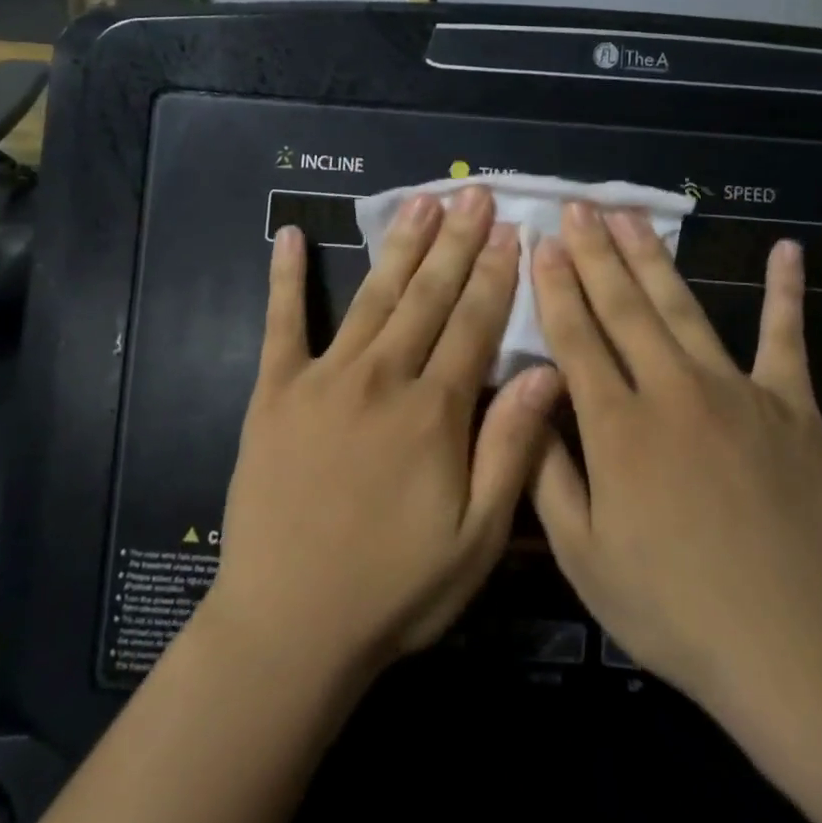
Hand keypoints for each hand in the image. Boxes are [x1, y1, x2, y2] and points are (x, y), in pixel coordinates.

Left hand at [203, 186, 560, 677]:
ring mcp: (323, 379)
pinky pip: (281, 323)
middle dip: (456, 241)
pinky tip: (287, 234)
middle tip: (472, 194)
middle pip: (428, 295)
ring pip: (373, 296)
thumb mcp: (477, 539)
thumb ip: (512, 449)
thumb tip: (547, 371)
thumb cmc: (394, 590)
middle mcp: (381, 377)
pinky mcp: (274, 393)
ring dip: (400, 245)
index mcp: (433, 411)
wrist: (288, 628)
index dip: (496, 273)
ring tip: (420, 201)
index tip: (512, 229)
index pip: (475, 323)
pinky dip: (285, 278)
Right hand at [529, 202, 821, 718]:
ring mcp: (736, 390)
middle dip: (595, 253)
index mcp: (617, 426)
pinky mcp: (790, 405)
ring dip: (652, 258)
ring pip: (683, 307)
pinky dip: (785, 292)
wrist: (791, 643)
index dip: (555, 286)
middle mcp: (671, 390)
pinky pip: (786, 338)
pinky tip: (788, 249)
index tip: (542, 243)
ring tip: (630, 215)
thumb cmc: (673, 607)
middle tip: (578, 207)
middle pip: (623, 307)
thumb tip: (527, 400)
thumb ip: (548, 472)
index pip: (575, 338)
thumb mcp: (583, 555)